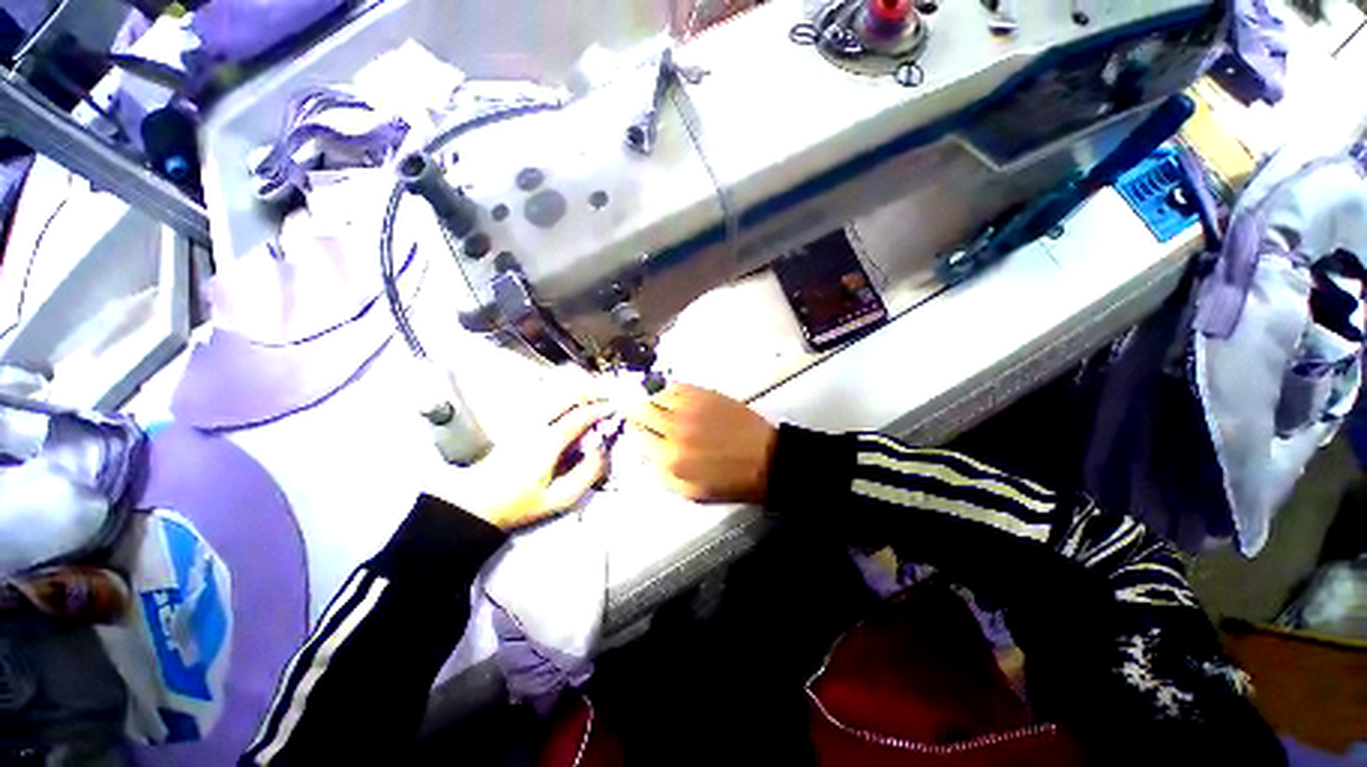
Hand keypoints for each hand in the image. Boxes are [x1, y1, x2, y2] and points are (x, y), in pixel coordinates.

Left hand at [432, 400, 613, 529]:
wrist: (477, 502)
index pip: (578, 417)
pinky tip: (576, 396)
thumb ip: (586, 474)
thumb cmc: (520, 503)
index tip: (615, 408)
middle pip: (566, 395)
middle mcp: (535, 425)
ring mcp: (525, 420)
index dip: (599, 410)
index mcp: (546, 444)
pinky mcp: (520, 421)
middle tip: (611, 392)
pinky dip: (566, 393)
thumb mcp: (559, 499)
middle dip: (592, 390)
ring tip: (598, 391)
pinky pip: (548, 398)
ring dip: (579, 389)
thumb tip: (601, 449)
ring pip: (556, 393)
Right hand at [630, 383, 777, 503]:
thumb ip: (662, 474)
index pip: (638, 437)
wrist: (766, 459)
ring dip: (654, 401)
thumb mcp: (691, 493)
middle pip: (642, 411)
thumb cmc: (731, 481)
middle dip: (639, 414)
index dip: (636, 433)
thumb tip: (646, 454)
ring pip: (656, 395)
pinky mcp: (704, 394)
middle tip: (643, 416)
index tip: (639, 431)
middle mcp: (675, 429)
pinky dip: (670, 390)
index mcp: (670, 458)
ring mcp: (690, 408)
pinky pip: (676, 386)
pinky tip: (675, 398)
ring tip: (660, 406)